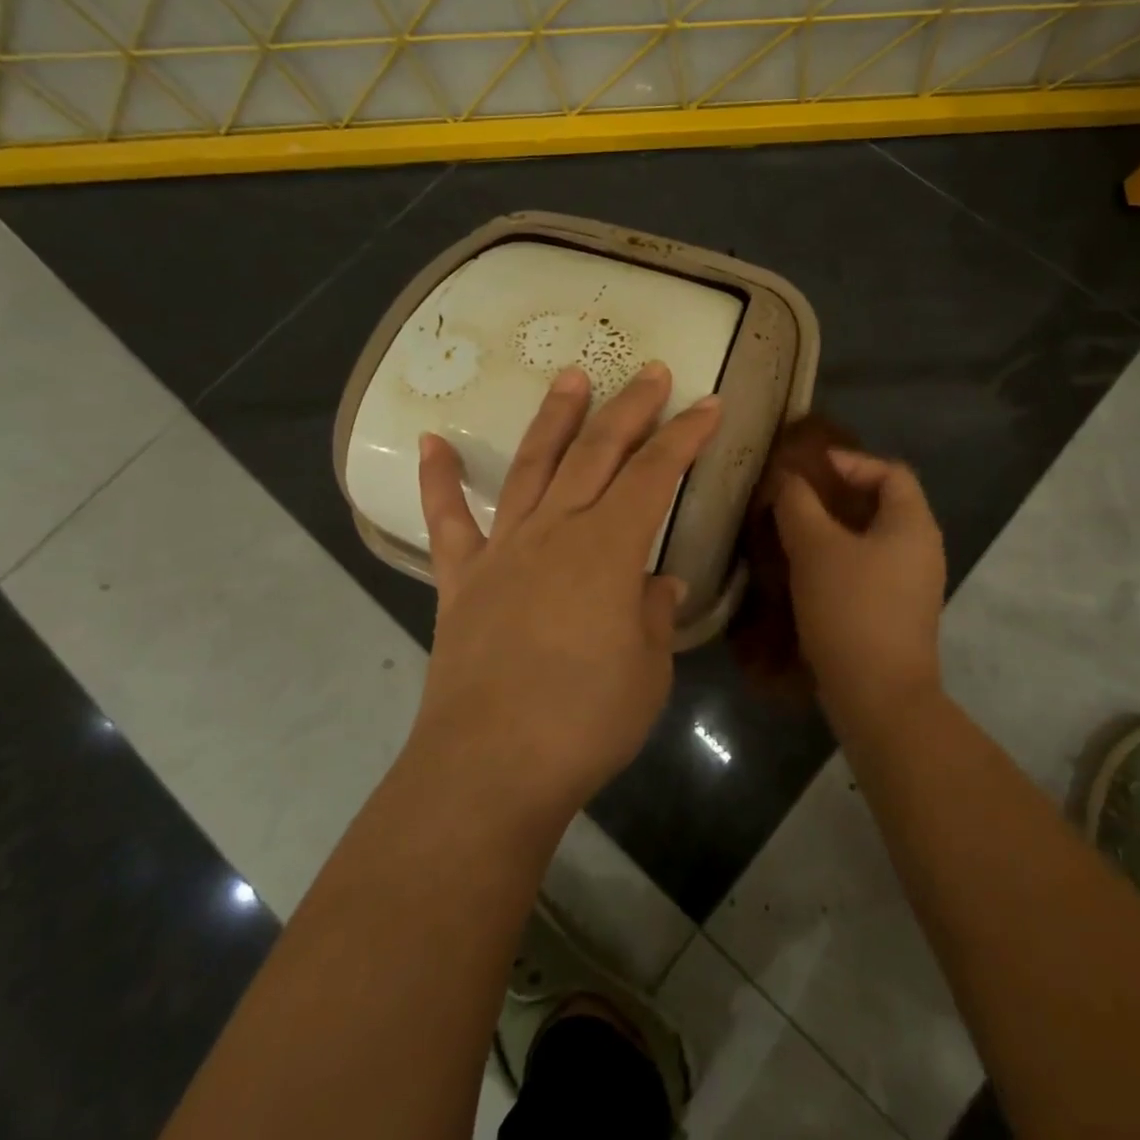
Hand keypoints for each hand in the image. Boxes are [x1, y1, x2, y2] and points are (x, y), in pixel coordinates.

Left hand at [410, 361, 721, 826]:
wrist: (490, 768)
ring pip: (532, 466)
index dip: (685, 436)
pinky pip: (448, 520)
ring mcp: (503, 549)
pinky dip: (437, 480)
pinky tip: (431, 442)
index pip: (655, 474)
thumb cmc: (585, 720)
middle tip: (650, 372)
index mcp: (609, 549)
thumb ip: (653, 614)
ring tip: (570, 377)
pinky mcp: (461, 578)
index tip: (709, 404)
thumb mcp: (648, 670)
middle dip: (630, 408)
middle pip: (597, 453)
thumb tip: (657, 582)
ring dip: (555, 419)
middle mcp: (556, 531)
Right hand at [772, 449, 946, 744]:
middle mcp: (922, 549)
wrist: (879, 697)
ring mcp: (914, 585)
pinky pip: (869, 569)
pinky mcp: (898, 613)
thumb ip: (798, 504)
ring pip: (873, 540)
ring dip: (835, 531)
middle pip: (883, 505)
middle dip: (838, 496)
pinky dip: (840, 560)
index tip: (810, 468)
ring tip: (793, 532)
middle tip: (796, 498)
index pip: (890, 471)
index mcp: (913, 524)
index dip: (851, 461)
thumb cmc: (851, 609)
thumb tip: (788, 480)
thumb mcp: (815, 548)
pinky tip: (806, 572)